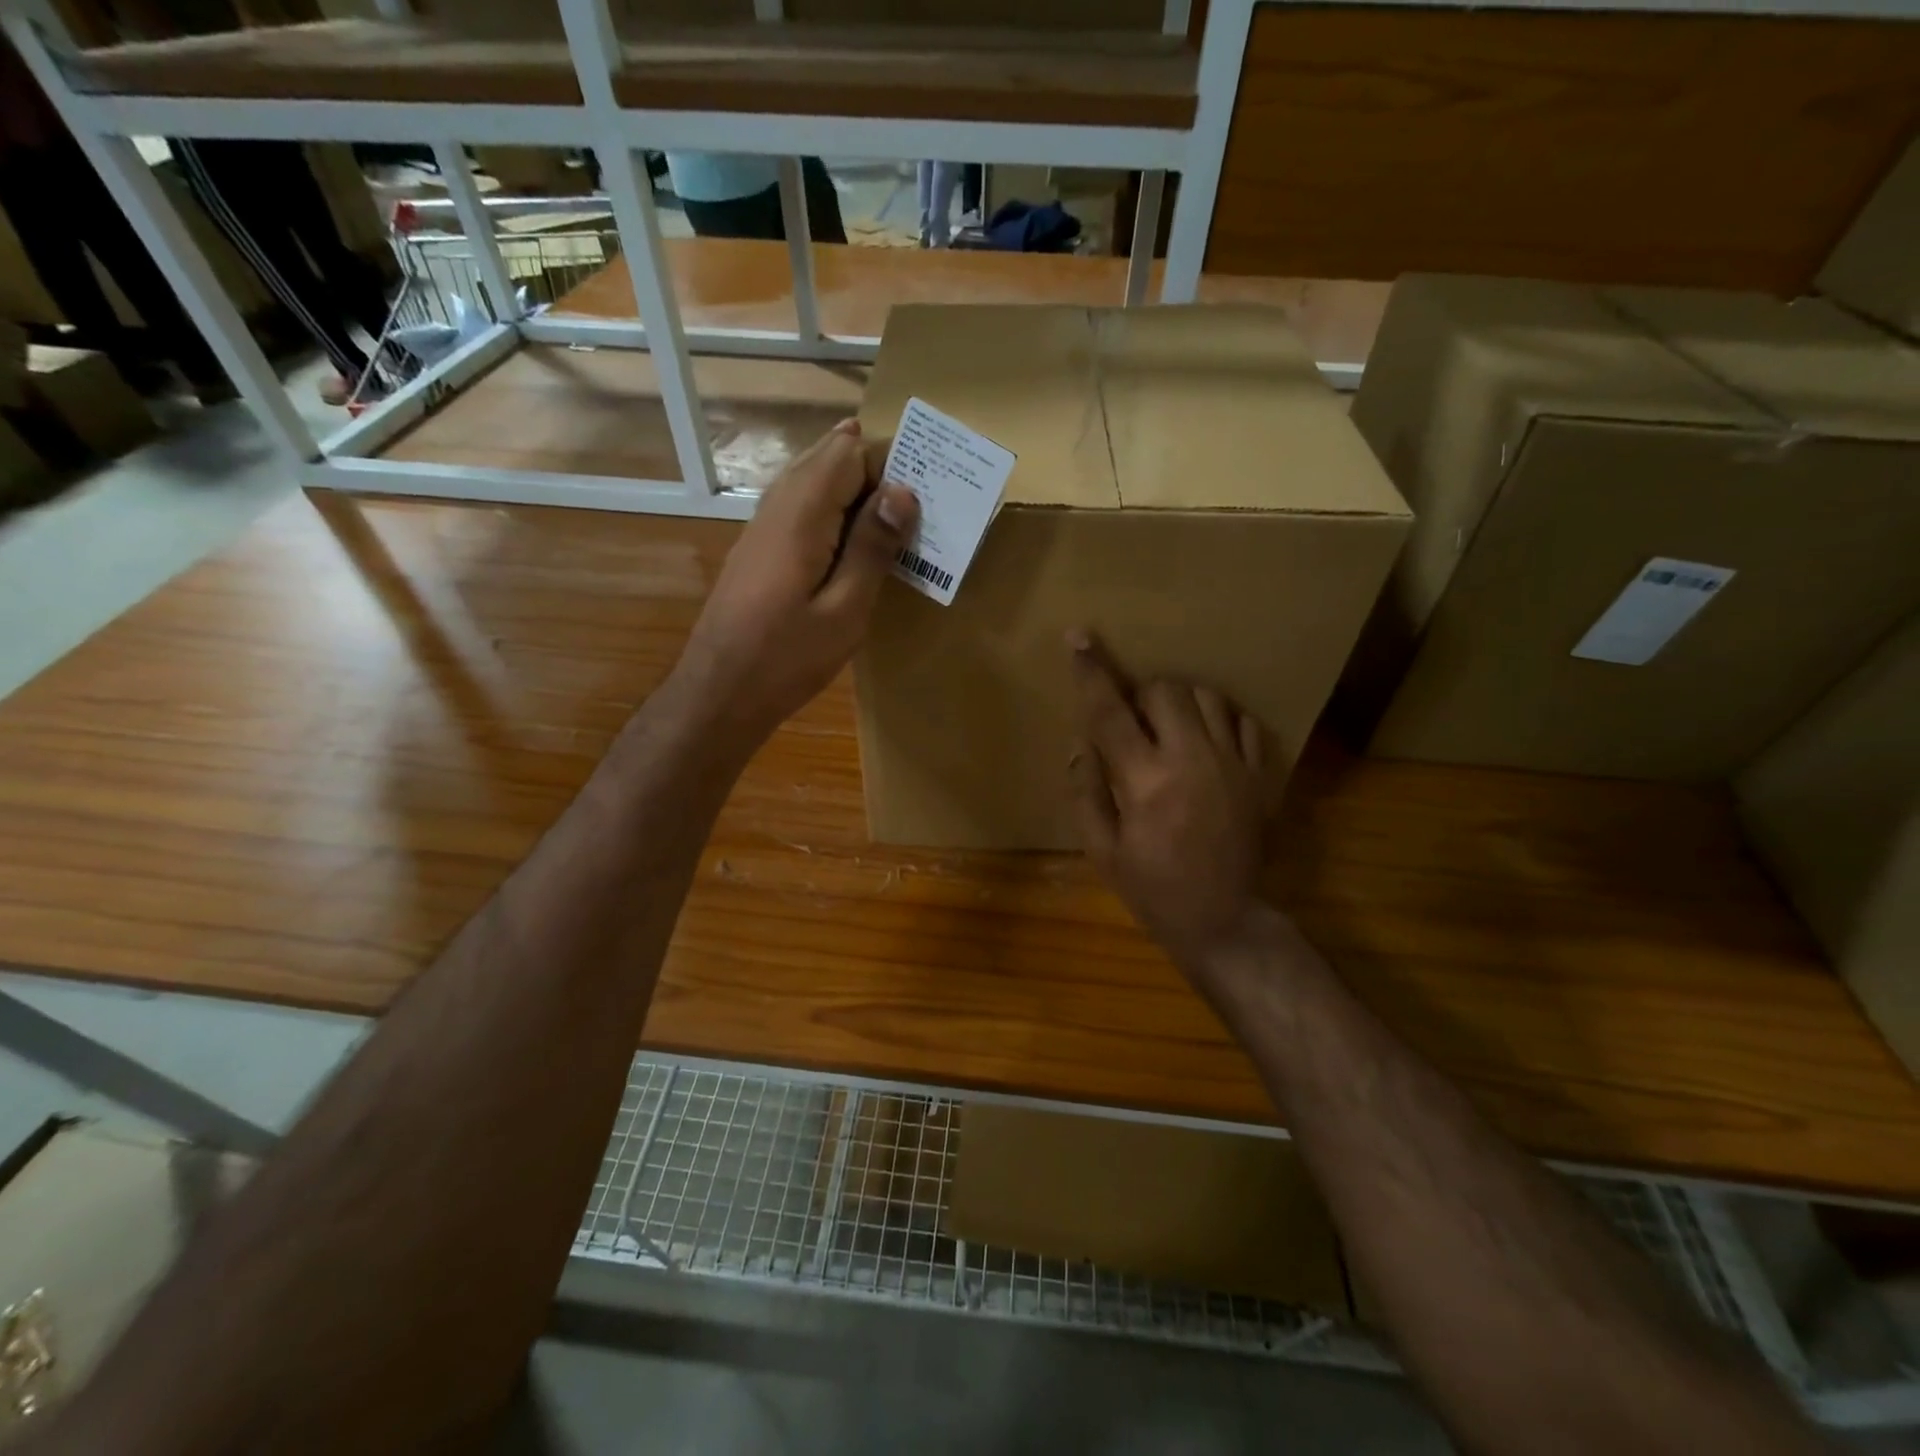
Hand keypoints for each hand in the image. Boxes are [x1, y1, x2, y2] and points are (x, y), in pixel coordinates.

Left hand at [675, 420, 917, 744]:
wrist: (720, 693)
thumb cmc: (788, 659)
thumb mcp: (845, 610)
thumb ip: (872, 547)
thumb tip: (903, 491)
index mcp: (802, 514)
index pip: (848, 452)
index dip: (888, 462)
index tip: (925, 494)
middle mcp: (777, 506)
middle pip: (827, 457)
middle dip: (873, 470)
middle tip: (916, 506)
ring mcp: (761, 526)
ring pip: (811, 480)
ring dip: (853, 491)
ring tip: (892, 524)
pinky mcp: (757, 548)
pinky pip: (799, 507)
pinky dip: (831, 513)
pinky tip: (852, 546)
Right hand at [1066, 631, 1270, 967]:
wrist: (1225, 920)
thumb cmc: (1154, 889)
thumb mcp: (1103, 850)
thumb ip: (1086, 792)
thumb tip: (1080, 744)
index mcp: (1146, 782)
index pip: (1110, 712)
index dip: (1092, 672)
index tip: (1079, 638)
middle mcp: (1192, 761)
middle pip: (1166, 690)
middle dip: (1143, 694)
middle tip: (1136, 723)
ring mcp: (1234, 765)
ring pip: (1208, 697)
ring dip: (1181, 703)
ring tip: (1171, 729)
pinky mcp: (1262, 775)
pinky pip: (1245, 722)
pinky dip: (1221, 721)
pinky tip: (1208, 743)